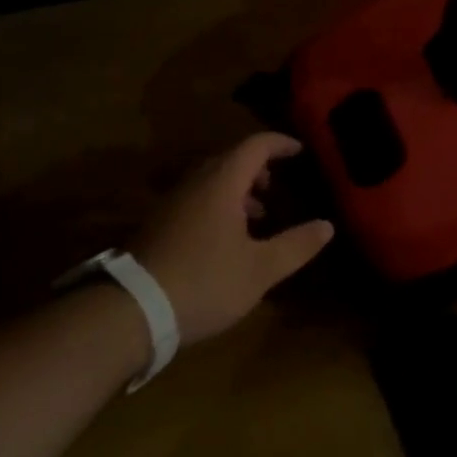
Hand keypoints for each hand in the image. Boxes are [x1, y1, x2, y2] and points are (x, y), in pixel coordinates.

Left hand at [129, 133, 334, 346]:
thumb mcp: (260, 269)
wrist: (128, 313)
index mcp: (222, 184)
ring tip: (257, 214)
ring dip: (237, 188)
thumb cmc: (203, 282)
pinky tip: (226, 239)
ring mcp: (171, 205)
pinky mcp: (157, 227)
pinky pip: (196, 200)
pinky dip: (218, 204)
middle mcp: (195, 185)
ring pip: (211, 181)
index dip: (280, 143)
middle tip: (277, 185)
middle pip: (230, 160)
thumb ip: (296, 245)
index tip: (300, 150)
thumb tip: (327, 225)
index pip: (255, 146)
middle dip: (258, 167)